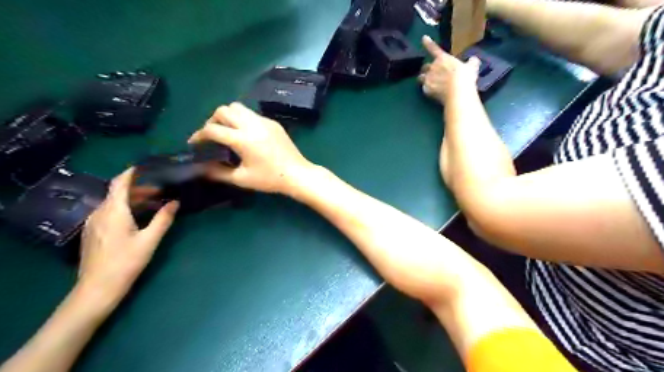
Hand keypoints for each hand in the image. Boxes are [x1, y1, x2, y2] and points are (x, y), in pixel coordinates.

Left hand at [77, 168, 178, 307]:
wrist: (97, 288)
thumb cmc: (126, 262)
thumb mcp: (150, 240)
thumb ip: (163, 219)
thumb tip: (175, 202)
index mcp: (114, 211)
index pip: (120, 183)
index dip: (131, 173)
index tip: (144, 167)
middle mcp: (99, 213)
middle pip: (117, 193)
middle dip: (138, 189)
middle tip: (160, 191)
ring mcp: (93, 223)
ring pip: (113, 203)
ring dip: (132, 200)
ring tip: (152, 204)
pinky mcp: (92, 233)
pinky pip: (108, 213)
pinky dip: (124, 209)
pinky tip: (136, 218)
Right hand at [188, 101, 313, 194]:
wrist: (297, 174)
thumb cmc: (269, 179)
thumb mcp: (241, 179)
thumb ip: (218, 172)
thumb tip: (201, 168)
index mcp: (242, 139)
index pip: (212, 129)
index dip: (199, 135)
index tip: (195, 143)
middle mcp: (252, 125)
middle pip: (223, 110)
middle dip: (212, 120)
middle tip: (212, 136)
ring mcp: (264, 121)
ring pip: (238, 107)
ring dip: (227, 116)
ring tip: (228, 132)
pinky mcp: (273, 122)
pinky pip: (252, 114)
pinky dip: (243, 119)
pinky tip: (246, 135)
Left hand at [416, 35, 479, 103]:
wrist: (457, 92)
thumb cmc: (465, 77)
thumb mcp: (472, 67)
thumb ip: (471, 62)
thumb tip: (473, 59)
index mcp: (443, 58)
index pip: (433, 48)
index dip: (428, 43)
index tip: (423, 38)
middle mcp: (433, 67)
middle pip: (425, 66)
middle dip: (427, 69)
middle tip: (432, 73)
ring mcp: (428, 78)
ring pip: (420, 77)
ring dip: (423, 78)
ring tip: (427, 82)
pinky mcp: (426, 89)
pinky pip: (424, 88)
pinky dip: (427, 89)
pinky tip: (431, 92)